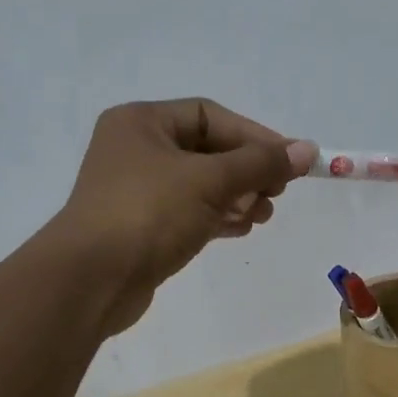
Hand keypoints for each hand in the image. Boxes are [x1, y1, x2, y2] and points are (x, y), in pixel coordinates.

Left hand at [54, 98, 315, 334]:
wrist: (90, 281)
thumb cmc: (148, 214)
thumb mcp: (210, 181)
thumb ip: (260, 163)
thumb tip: (307, 149)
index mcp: (141, 122)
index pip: (210, 115)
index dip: (254, 136)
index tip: (289, 161)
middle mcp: (135, 149)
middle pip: (207, 150)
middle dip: (247, 171)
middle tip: (276, 193)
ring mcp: (135, 190)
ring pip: (199, 184)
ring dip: (236, 196)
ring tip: (262, 216)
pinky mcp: (140, 226)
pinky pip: (188, 212)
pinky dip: (216, 216)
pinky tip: (240, 229)